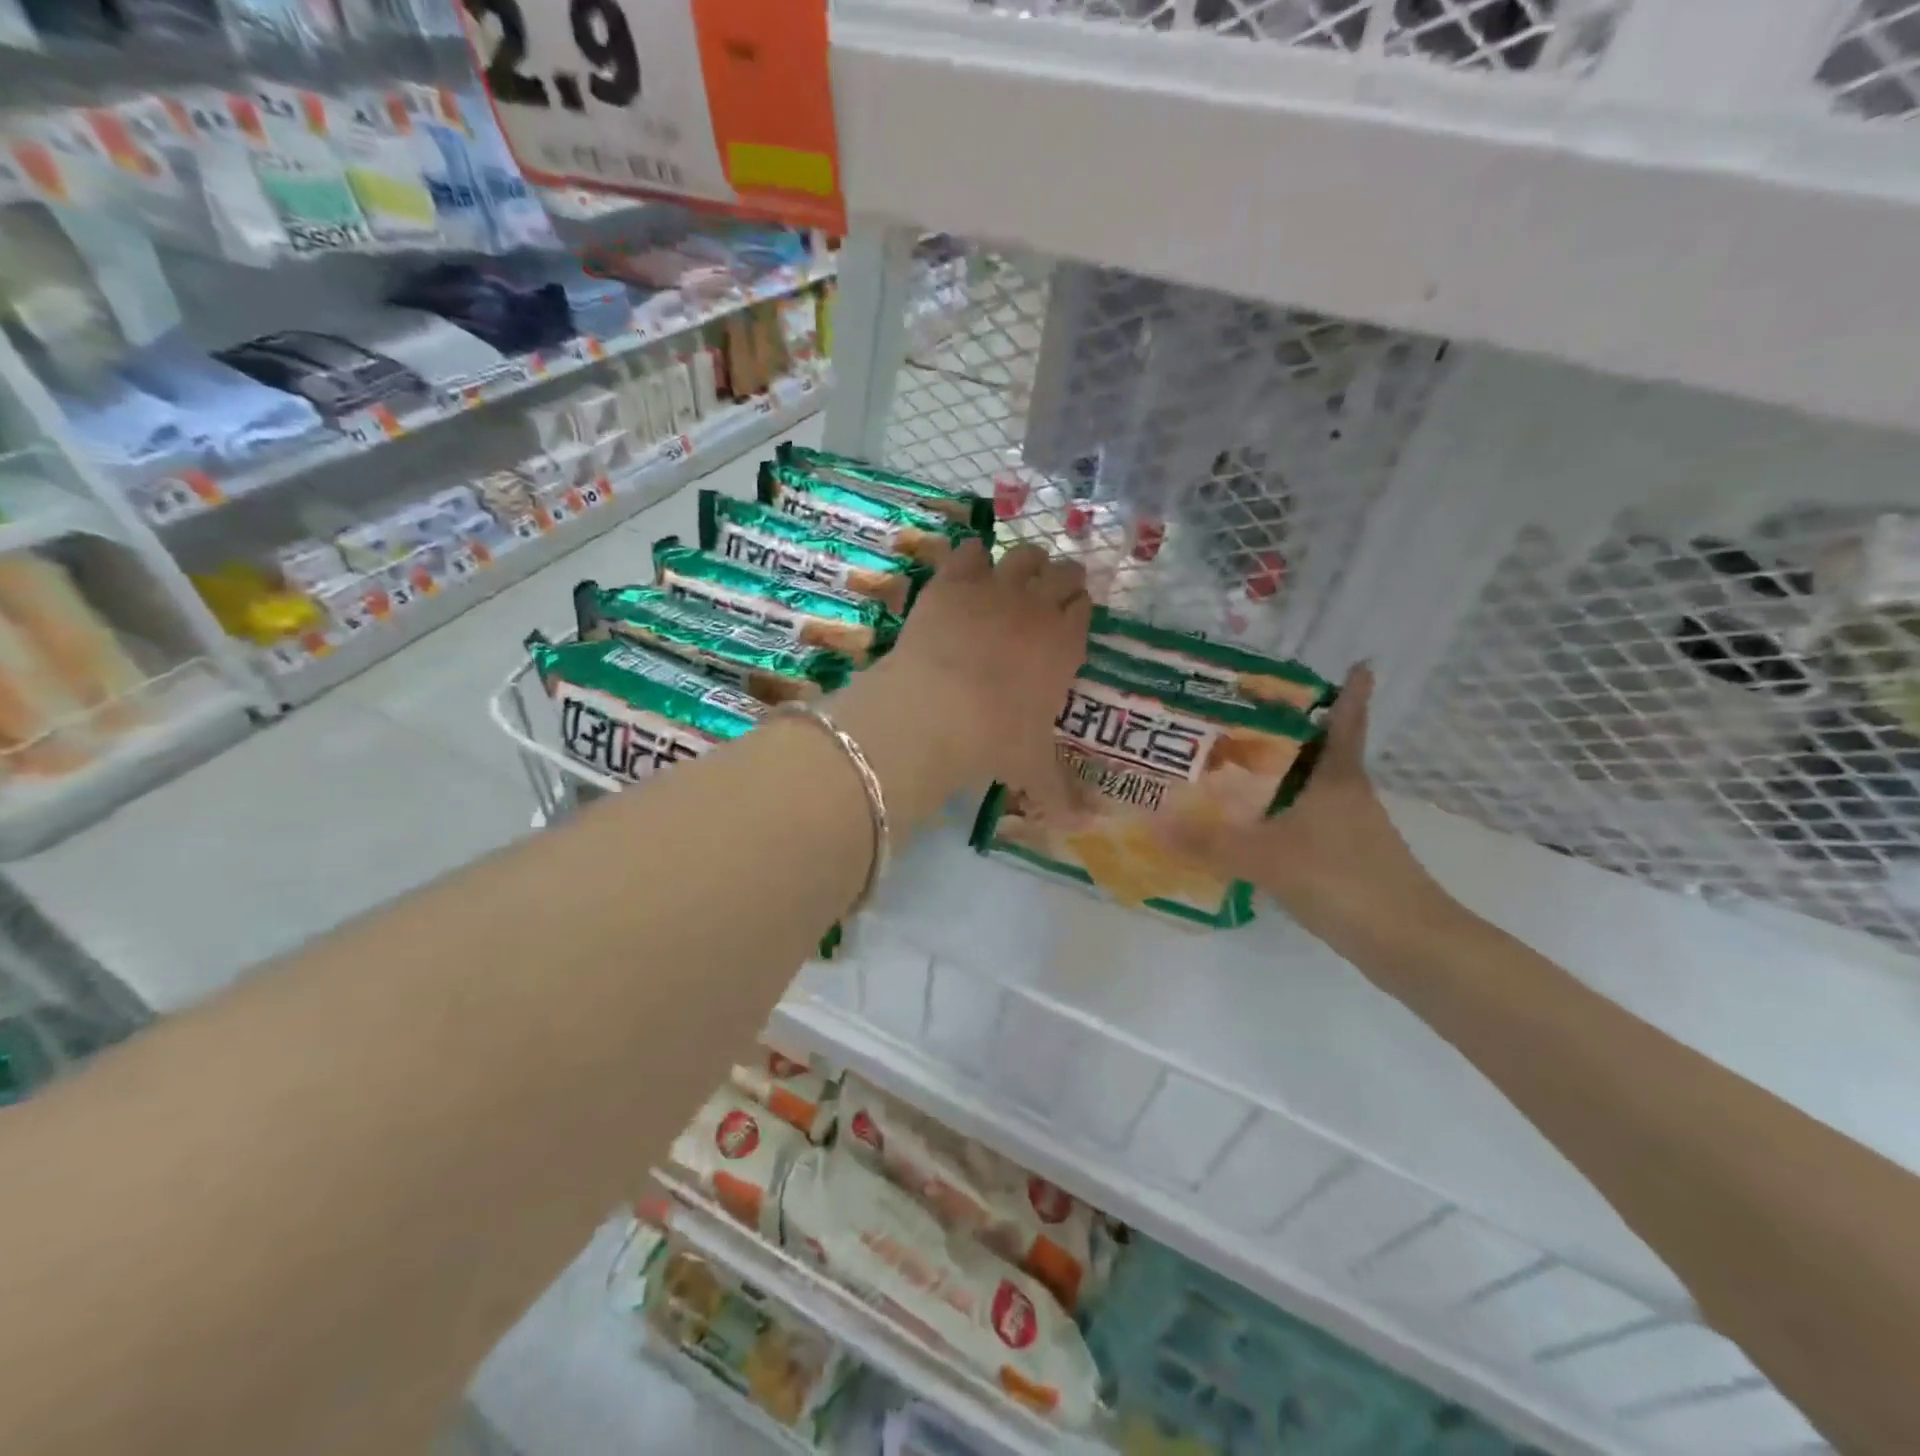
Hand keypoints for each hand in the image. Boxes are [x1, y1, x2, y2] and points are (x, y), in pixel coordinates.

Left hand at [877, 539, 1089, 807]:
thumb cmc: (994, 740)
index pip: (1084, 608)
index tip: (1068, 619)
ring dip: (1023, 563)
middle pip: (1063, 572)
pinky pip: (969, 551)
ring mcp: (994, 588)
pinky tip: (966, 569)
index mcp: (1065, 644)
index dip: (1077, 609)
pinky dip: (970, 557)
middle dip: (1059, 579)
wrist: (935, 709)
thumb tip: (1082, 828)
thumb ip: (1059, 794)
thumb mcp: (1031, 770)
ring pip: (1023, 554)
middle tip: (1046, 596)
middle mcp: (1037, 607)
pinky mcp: (952, 581)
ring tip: (1012, 578)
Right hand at [1164, 667, 1460, 958]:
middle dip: (1290, 733)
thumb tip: (1152, 823)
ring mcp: (1351, 830)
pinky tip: (1252, 828)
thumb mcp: (1267, 857)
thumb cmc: (1344, 879)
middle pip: (1320, 753)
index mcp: (1338, 779)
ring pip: (1311, 790)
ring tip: (1234, 767)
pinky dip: (1282, 817)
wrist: (1408, 944)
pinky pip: (1306, 824)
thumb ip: (1209, 841)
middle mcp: (1347, 796)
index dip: (1351, 693)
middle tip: (1244, 715)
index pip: (1345, 723)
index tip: (1355, 663)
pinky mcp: (1347, 861)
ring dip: (1282, 777)